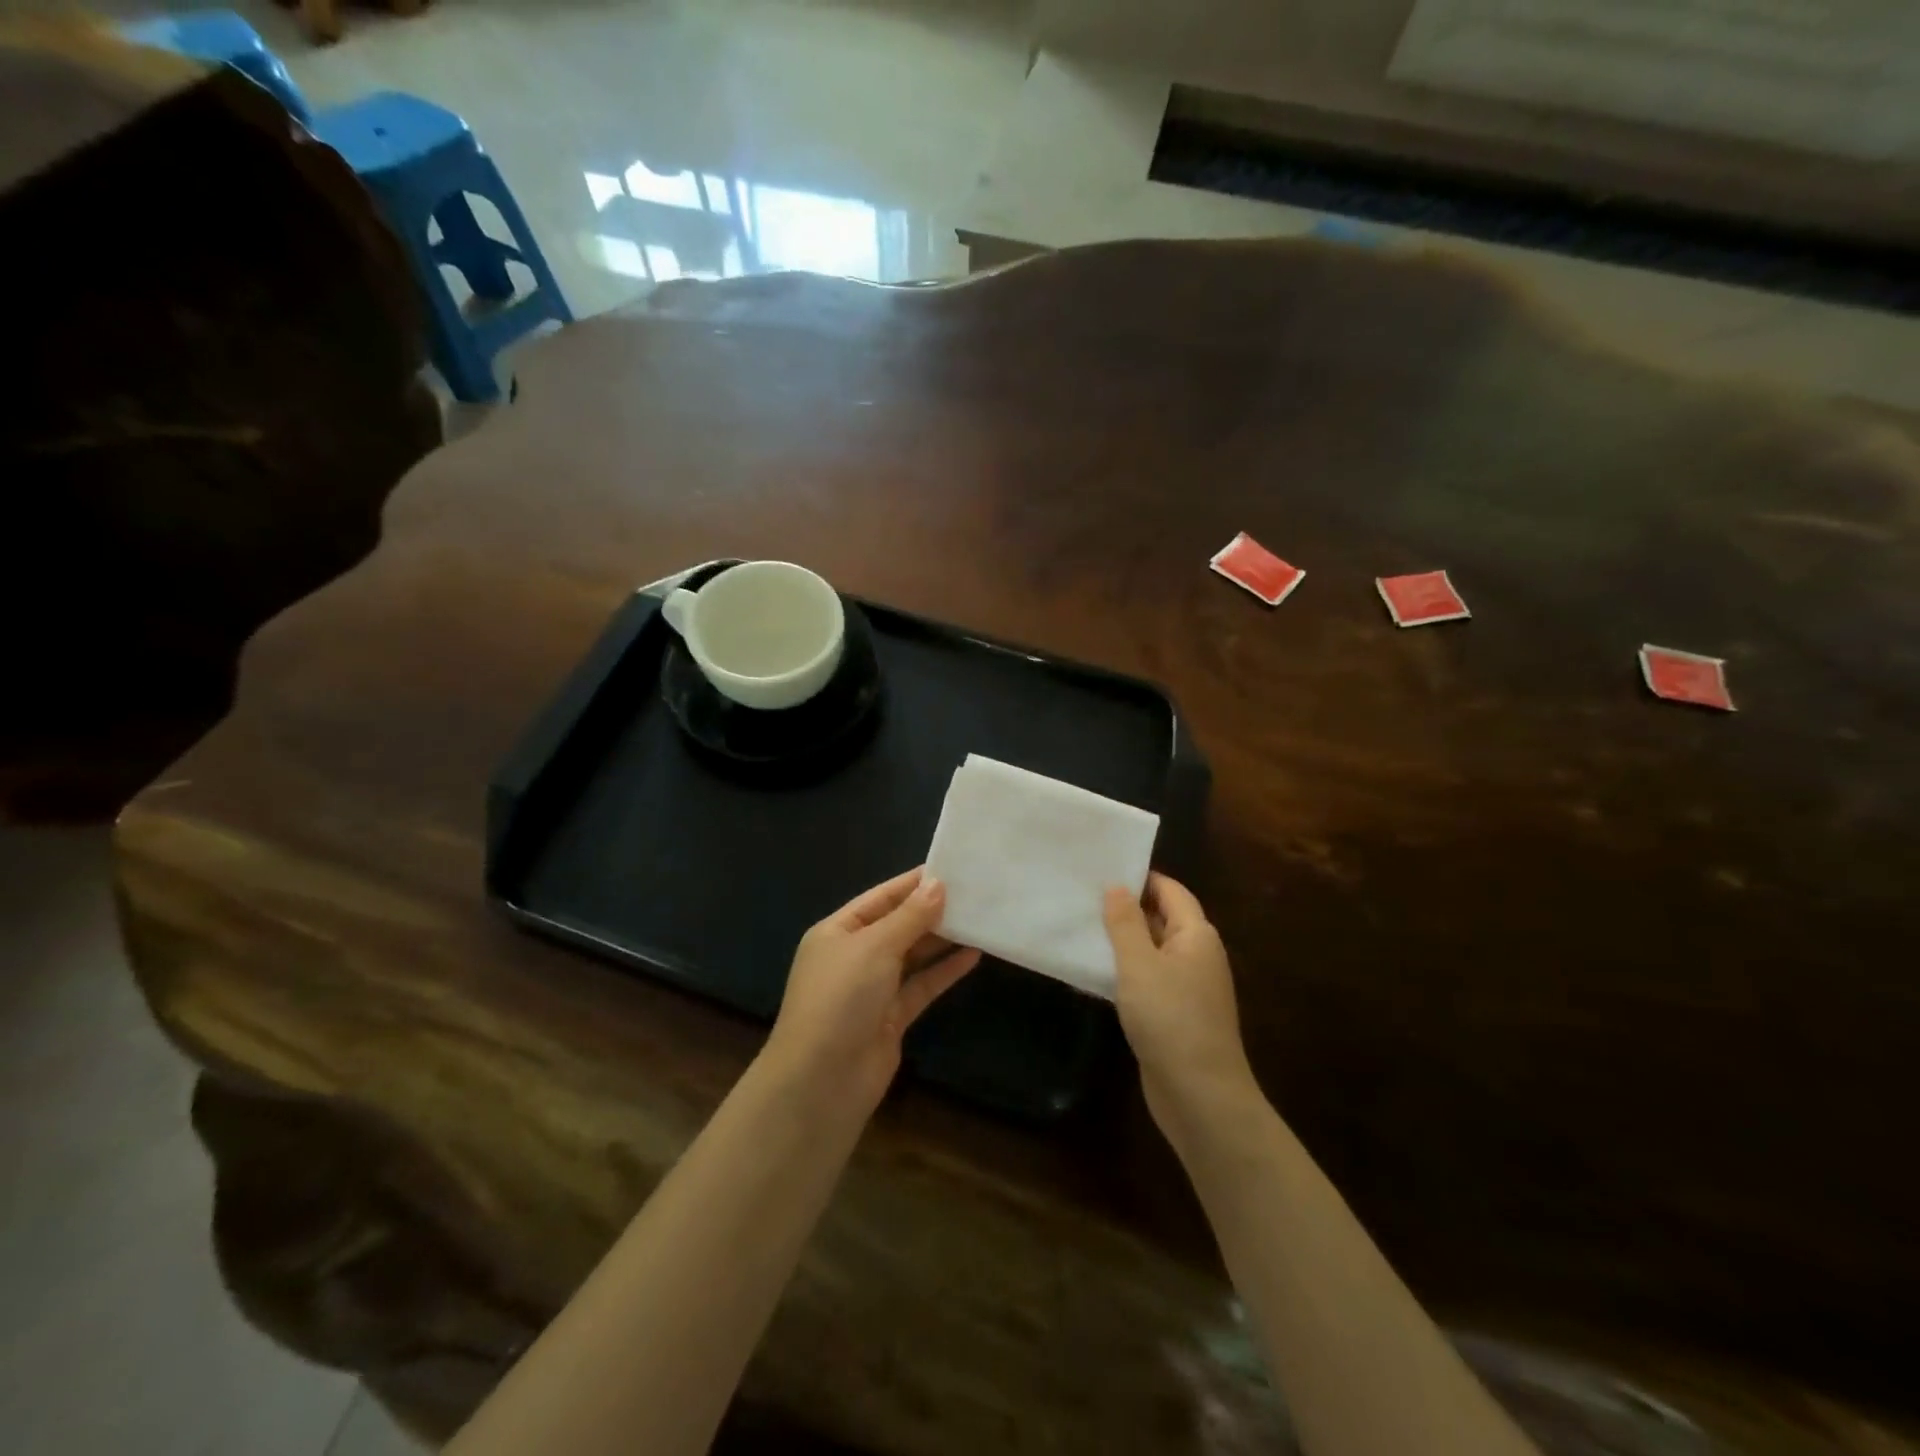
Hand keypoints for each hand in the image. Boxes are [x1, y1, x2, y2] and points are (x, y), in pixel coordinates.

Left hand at [766, 868, 980, 1114]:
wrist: (822, 1081)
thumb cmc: (841, 998)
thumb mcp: (875, 947)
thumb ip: (910, 917)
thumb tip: (938, 885)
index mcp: (837, 932)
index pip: (880, 898)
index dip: (912, 884)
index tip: (949, 868)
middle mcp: (853, 957)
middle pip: (897, 925)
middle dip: (930, 910)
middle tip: (973, 891)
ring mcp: (872, 989)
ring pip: (912, 956)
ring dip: (941, 939)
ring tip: (978, 916)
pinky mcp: (891, 1018)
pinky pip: (921, 986)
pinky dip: (944, 971)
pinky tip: (973, 955)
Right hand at [1104, 874, 1256, 1137]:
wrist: (1200, 1096)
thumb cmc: (1170, 1019)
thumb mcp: (1139, 964)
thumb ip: (1125, 923)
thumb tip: (1116, 885)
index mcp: (1197, 935)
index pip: (1170, 890)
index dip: (1139, 877)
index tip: (1101, 870)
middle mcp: (1197, 955)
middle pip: (1161, 918)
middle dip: (1125, 908)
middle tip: (1082, 896)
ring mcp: (1188, 987)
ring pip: (1151, 951)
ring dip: (1121, 942)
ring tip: (1080, 928)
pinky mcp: (1175, 1014)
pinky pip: (1148, 980)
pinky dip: (1124, 972)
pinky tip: (1094, 973)